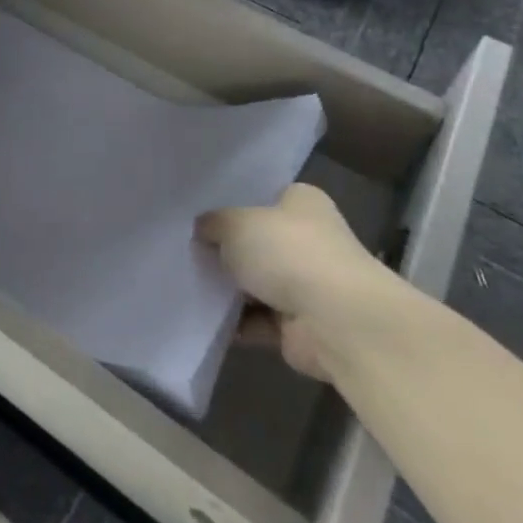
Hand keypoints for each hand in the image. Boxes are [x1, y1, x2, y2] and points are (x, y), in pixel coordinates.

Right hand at [196, 184, 396, 379]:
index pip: (264, 195)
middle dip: (228, 248)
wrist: (336, 323)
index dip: (233, 202)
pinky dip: (236, 321)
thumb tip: (202, 228)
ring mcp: (307, 285)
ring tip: (187, 281)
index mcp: (302, 203)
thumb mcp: (235, 224)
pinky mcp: (300, 327)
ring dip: (230, 288)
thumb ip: (214, 224)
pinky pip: (258, 320)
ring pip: (257, 282)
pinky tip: (203, 316)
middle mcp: (309, 240)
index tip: (201, 212)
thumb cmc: (288, 253)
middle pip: (258, 240)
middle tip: (187, 247)